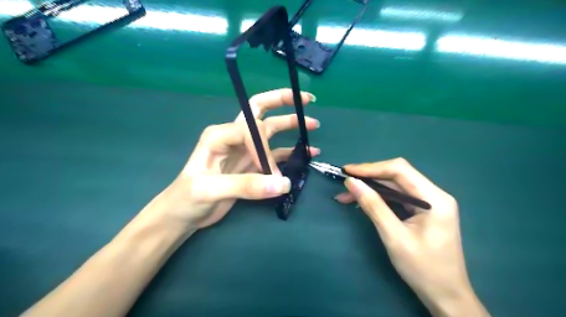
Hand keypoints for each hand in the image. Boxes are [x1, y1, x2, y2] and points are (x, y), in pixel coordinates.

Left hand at [142, 88, 320, 229]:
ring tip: (313, 125)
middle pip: (259, 111)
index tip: (270, 172)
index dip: (264, 149)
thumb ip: (246, 185)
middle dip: (281, 102)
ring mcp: (244, 151)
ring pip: (271, 132)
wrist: (183, 215)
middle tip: (305, 100)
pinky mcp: (252, 165)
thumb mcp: (210, 190)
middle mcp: (233, 137)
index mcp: (219, 135)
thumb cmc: (187, 198)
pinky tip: (307, 153)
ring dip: (291, 126)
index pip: (250, 130)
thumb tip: (283, 183)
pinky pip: (275, 154)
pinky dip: (291, 152)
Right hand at [333, 158, 489, 316]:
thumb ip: (373, 206)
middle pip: (397, 176)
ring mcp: (429, 203)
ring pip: (394, 186)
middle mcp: (434, 195)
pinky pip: (397, 198)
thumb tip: (351, 182)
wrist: (446, 296)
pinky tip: (362, 202)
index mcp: (434, 198)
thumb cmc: (423, 269)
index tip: (348, 171)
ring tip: (346, 196)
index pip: (400, 170)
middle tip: (345, 184)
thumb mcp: (394, 236)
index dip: (371, 168)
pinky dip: (378, 198)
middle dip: (368, 178)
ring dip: (370, 189)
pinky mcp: (422, 211)